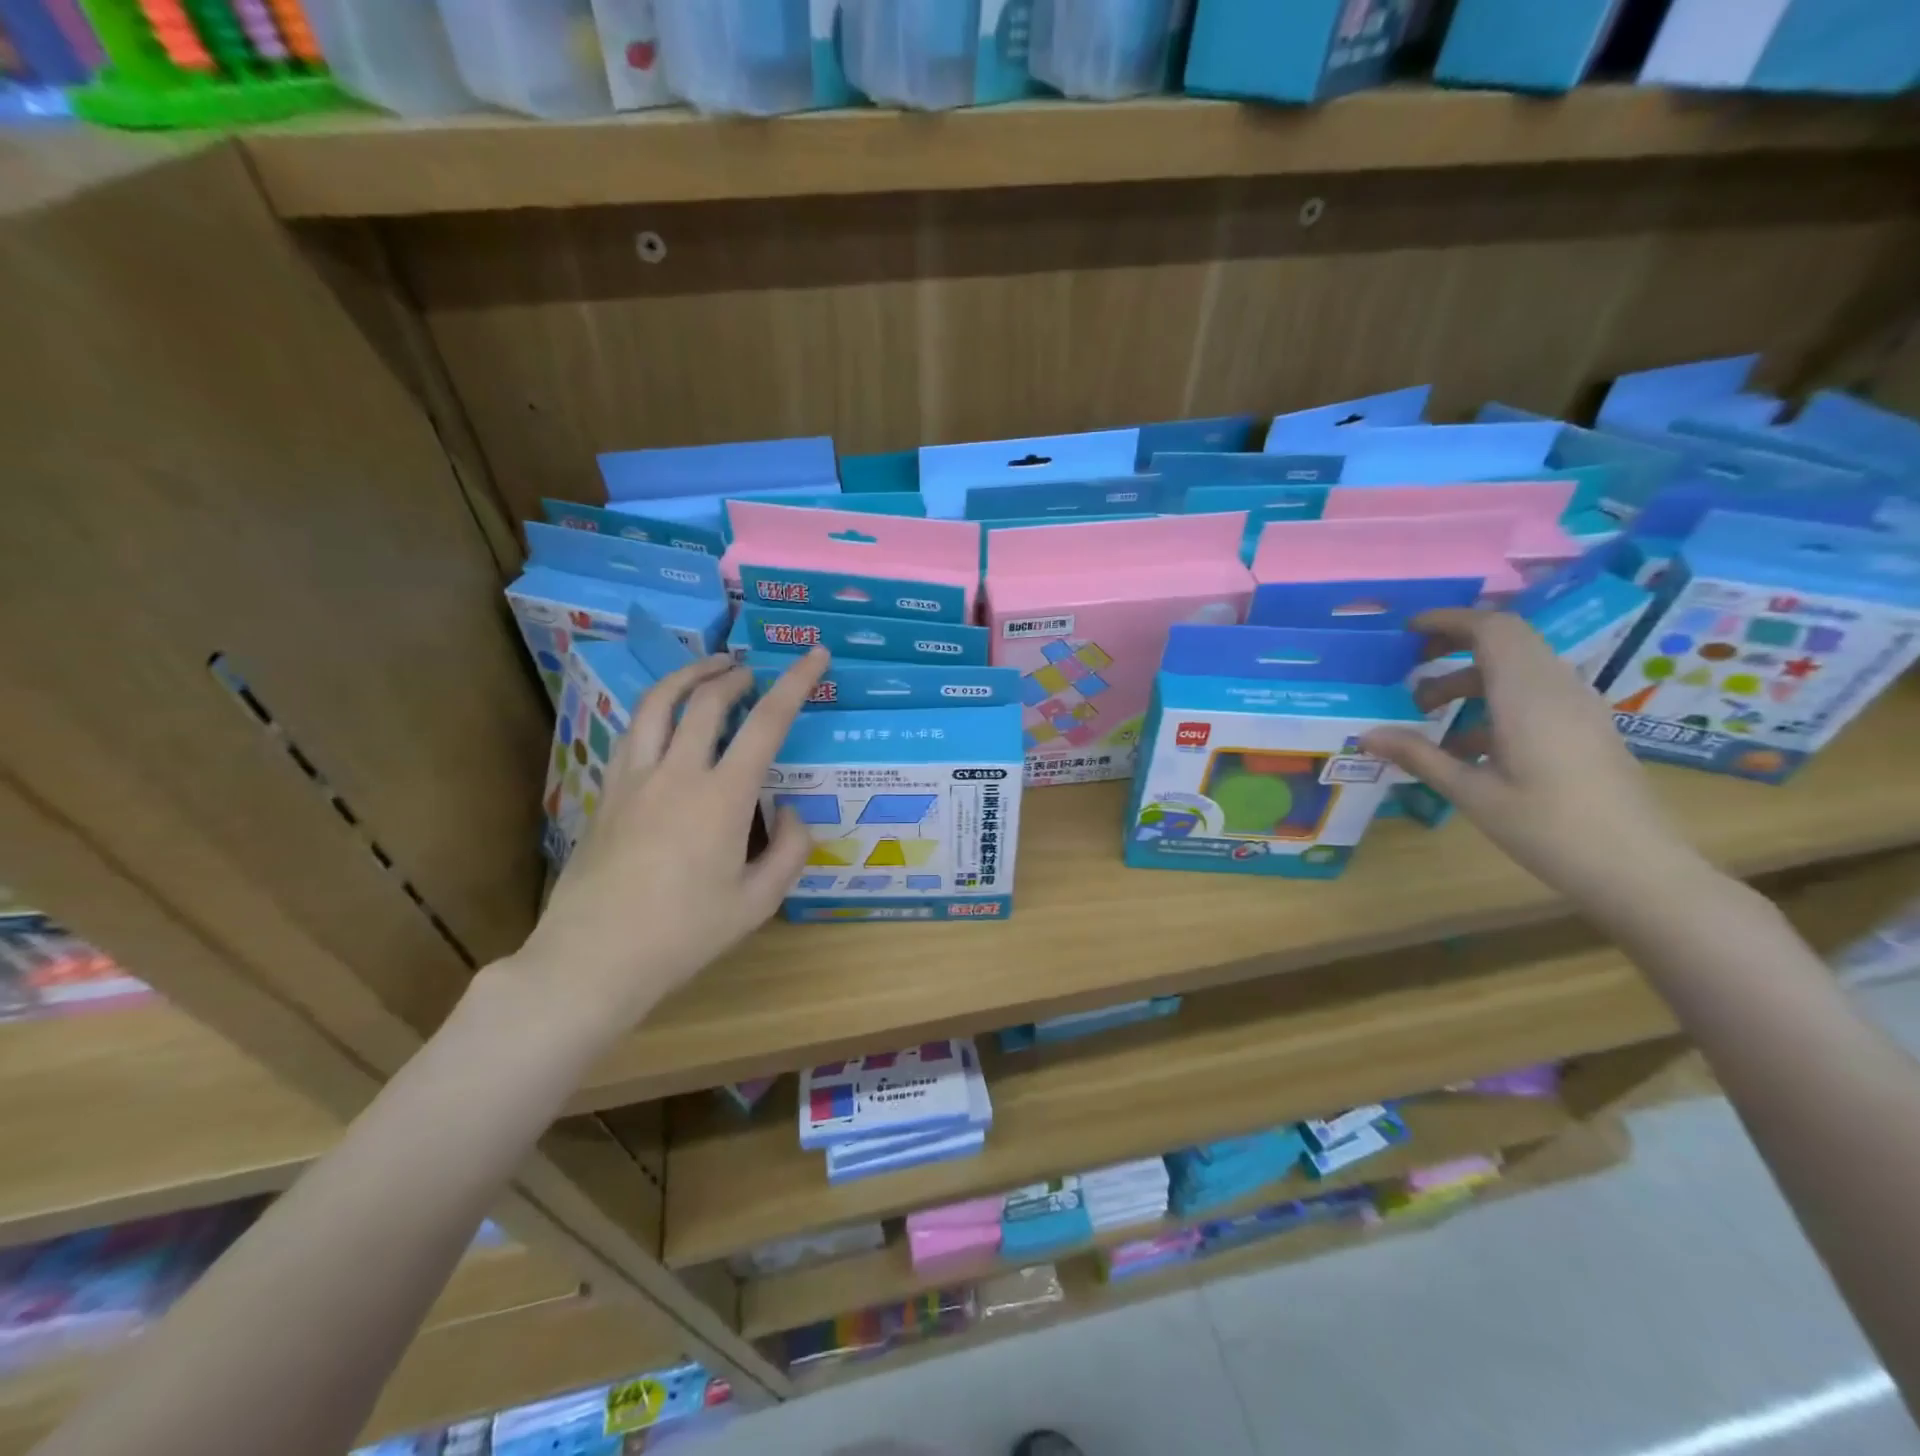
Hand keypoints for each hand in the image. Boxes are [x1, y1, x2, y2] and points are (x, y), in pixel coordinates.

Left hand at [512, 649, 829, 1029]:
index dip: (797, 682)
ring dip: (689, 677)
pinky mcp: (607, 792)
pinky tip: (666, 719)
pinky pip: (633, 731)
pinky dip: (657, 709)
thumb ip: (790, 851)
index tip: (815, 654)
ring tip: (708, 670)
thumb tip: (792, 813)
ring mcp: (634, 778)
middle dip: (735, 675)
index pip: (767, 722)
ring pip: (658, 703)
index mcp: (722, 797)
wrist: (594, 958)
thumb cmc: (684, 934)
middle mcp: (677, 773)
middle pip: (707, 700)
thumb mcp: (758, 903)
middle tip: (752, 672)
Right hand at [1359, 610, 1707, 907]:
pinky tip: (1466, 744)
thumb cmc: (1548, 829)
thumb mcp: (1472, 793)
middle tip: (1410, 667)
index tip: (1407, 631)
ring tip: (1427, 713)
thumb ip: (1418, 756)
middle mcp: (1557, 689)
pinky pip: (1534, 692)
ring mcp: (1577, 707)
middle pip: (1506, 640)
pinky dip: (1493, 699)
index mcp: (1527, 696)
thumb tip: (1366, 734)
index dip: (1448, 620)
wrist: (1638, 869)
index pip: (1491, 629)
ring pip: (1518, 667)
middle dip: (1454, 644)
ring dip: (1470, 677)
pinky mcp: (1585, 727)